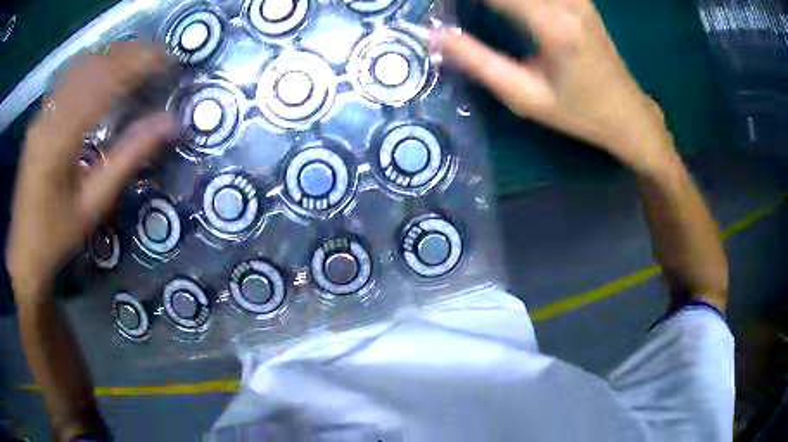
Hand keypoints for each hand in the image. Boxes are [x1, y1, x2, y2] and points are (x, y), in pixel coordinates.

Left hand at [6, 42, 175, 298]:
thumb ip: (129, 158)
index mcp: (58, 141)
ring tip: (139, 58)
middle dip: (129, 54)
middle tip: (159, 56)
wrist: (24, 252)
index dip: (137, 64)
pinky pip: (69, 77)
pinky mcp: (40, 116)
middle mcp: (48, 117)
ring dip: (113, 55)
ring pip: (80, 66)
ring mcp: (42, 113)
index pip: (102, 83)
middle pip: (92, 66)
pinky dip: (94, 64)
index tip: (167, 60)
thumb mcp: (94, 204)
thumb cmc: (56, 237)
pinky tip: (107, 68)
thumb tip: (170, 124)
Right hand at [436, 0, 676, 174]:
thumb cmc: (578, 112)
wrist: (626, 111)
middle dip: (477, 0)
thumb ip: (477, 62)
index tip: (437, 9)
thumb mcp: (525, 97)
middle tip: (450, 11)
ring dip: (497, 0)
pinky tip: (503, 8)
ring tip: (478, 12)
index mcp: (552, 23)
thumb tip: (434, 35)